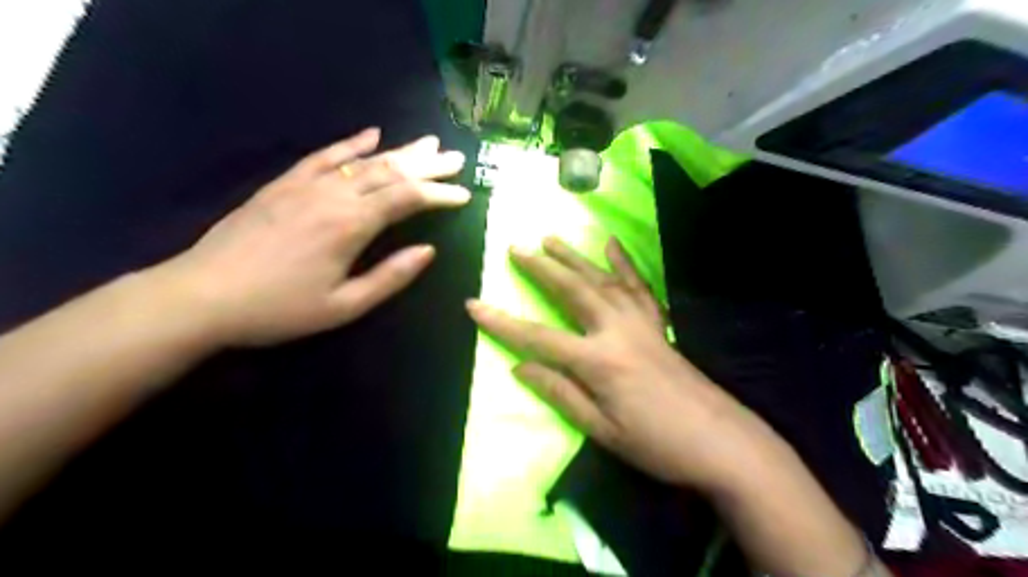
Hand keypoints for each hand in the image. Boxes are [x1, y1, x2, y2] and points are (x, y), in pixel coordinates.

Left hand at [156, 129, 467, 346]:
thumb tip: (428, 251)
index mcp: (351, 225)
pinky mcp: (284, 184)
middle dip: (428, 165)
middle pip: (390, 172)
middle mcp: (334, 195)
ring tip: (428, 144)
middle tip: (457, 158)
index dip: (439, 194)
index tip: (464, 194)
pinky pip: (325, 155)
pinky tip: (371, 134)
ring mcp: (306, 185)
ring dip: (400, 151)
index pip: (407, 199)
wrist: (203, 296)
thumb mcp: (344, 306)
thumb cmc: (280, 309)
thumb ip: (390, 277)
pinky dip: (351, 144)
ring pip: (364, 160)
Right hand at [469, 236, 766, 489]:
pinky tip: (611, 244)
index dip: (502, 322)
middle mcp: (616, 331)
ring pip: (601, 280)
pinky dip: (623, 263)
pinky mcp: (658, 324)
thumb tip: (520, 367)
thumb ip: (560, 393)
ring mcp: (641, 323)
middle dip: (540, 268)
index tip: (473, 304)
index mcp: (597, 362)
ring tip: (551, 238)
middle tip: (516, 248)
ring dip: (574, 257)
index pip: (538, 337)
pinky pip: (638, 287)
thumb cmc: (657, 444)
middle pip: (572, 291)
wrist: (721, 442)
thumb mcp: (601, 430)